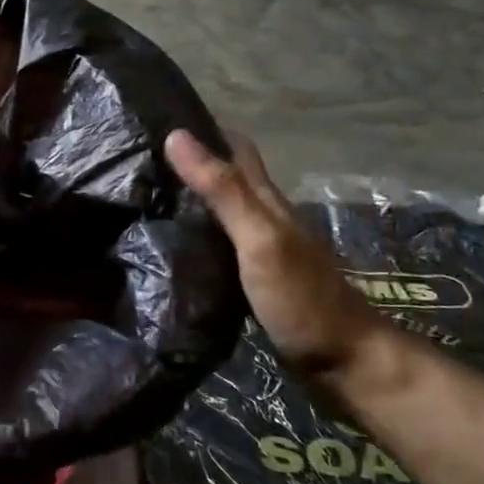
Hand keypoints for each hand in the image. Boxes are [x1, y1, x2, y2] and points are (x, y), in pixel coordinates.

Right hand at [165, 129, 386, 378]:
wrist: (346, 365)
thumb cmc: (303, 299)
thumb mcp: (260, 240)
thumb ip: (223, 190)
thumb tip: (176, 135)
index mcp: (266, 201)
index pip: (235, 147)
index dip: (203, 128)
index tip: (158, 119)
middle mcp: (264, 218)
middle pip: (226, 176)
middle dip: (189, 161)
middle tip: (138, 159)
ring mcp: (261, 250)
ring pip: (220, 209)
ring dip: (189, 197)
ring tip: (143, 194)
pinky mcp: (254, 279)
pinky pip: (217, 242)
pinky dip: (194, 232)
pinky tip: (171, 242)